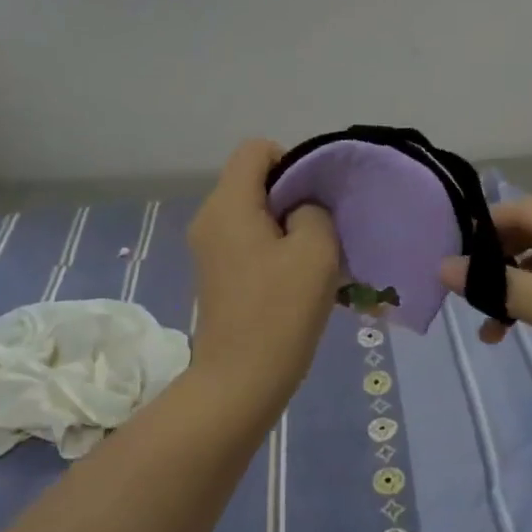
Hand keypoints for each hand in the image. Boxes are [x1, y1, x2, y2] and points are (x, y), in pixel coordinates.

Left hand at [187, 140, 340, 403]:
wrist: (239, 382)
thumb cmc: (279, 312)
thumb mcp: (315, 251)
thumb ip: (313, 211)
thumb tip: (301, 210)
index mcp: (228, 203)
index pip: (256, 148)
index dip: (291, 161)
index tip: (314, 198)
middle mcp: (210, 217)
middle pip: (254, 179)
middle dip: (292, 195)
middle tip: (322, 229)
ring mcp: (208, 247)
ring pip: (253, 212)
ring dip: (286, 225)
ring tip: (313, 257)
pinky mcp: (215, 273)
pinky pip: (246, 239)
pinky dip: (272, 247)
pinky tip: (295, 279)